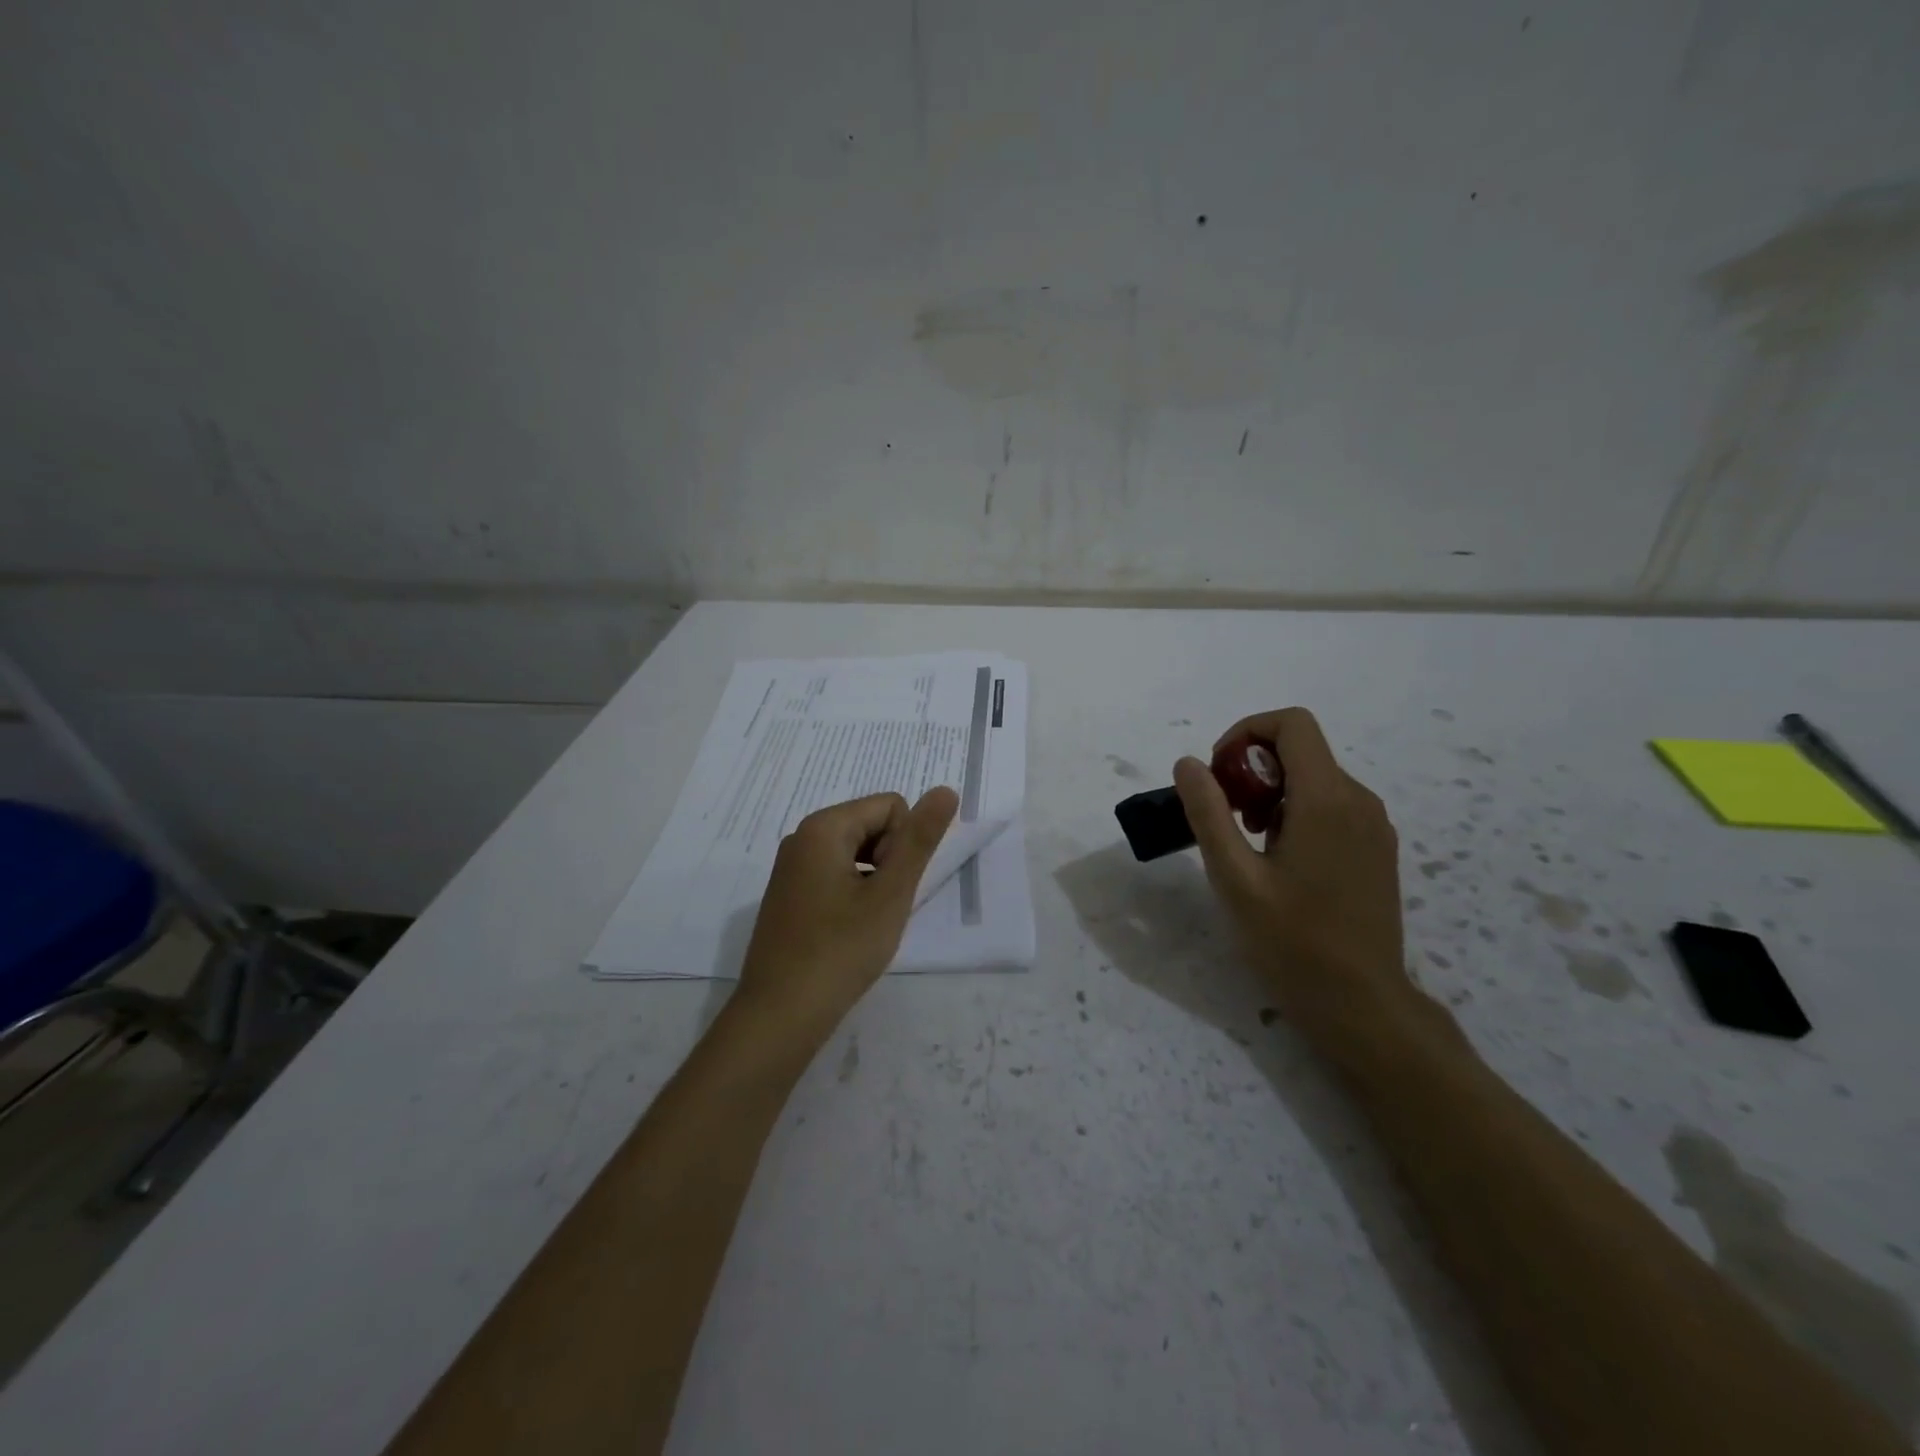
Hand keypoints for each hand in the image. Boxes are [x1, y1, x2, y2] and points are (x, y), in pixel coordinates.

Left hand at [735, 788, 959, 1044]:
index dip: (904, 845)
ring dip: (873, 881)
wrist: (780, 1015)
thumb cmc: (841, 950)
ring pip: (856, 852)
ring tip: (865, 924)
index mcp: (823, 827)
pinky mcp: (789, 895)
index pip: (891, 806)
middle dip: (888, 860)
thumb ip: (920, 839)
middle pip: (871, 825)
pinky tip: (847, 932)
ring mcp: (791, 868)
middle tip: (879, 909)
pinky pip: (835, 874)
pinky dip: (852, 895)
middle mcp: (802, 837)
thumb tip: (945, 789)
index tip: (889, 888)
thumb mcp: (891, 894)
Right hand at [1173, 708, 1417, 1055]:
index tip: (1219, 774)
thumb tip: (1188, 763)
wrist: (1362, 1003)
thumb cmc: (1293, 941)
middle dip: (1252, 769)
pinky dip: (1296, 811)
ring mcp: (1374, 825)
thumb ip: (1209, 813)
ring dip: (1271, 793)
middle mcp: (1359, 800)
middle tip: (1225, 818)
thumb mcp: (1235, 877)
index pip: (1292, 723)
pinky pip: (1331, 804)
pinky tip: (1279, 861)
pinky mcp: (1377, 847)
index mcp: (1326, 799)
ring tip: (1248, 845)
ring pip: (1314, 778)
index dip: (1246, 733)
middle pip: (1301, 750)